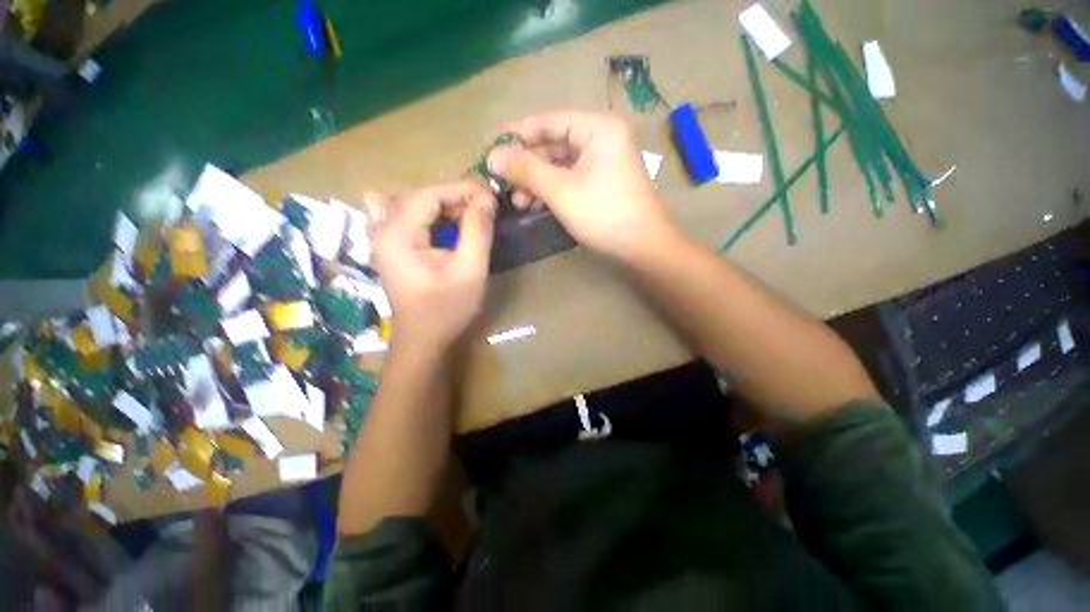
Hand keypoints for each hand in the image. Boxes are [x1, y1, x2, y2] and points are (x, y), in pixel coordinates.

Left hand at [368, 182, 495, 349]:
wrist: (423, 340)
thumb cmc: (447, 310)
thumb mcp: (469, 271)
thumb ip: (477, 231)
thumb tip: (485, 200)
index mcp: (397, 234)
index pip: (429, 194)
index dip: (463, 190)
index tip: (491, 197)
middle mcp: (382, 229)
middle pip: (419, 195)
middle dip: (454, 197)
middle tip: (485, 207)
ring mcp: (382, 238)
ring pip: (413, 203)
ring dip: (444, 204)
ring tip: (471, 215)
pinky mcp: (390, 247)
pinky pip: (407, 216)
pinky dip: (431, 213)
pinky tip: (445, 220)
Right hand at [487, 111, 678, 261]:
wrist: (643, 248)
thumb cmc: (604, 214)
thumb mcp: (561, 190)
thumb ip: (526, 170)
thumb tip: (493, 155)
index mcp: (598, 128)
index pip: (549, 121)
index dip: (518, 134)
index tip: (492, 149)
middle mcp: (602, 139)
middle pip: (554, 144)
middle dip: (527, 166)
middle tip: (504, 184)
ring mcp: (604, 164)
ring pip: (561, 165)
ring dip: (537, 181)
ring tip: (518, 201)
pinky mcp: (603, 185)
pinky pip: (571, 180)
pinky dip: (552, 191)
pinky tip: (536, 205)